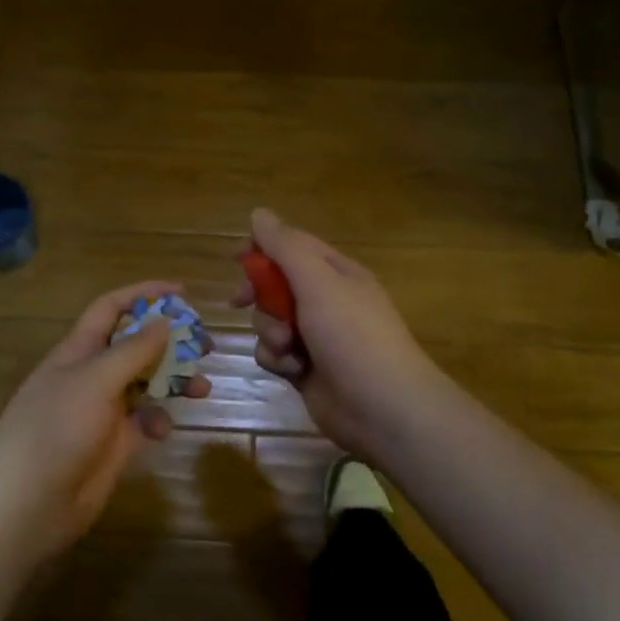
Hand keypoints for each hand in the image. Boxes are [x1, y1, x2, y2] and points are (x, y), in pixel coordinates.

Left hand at [0, 281, 211, 563]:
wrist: (27, 503)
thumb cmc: (56, 428)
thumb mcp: (95, 380)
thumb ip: (133, 350)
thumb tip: (164, 322)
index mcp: (79, 350)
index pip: (111, 308)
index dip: (143, 294)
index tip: (181, 292)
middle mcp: (92, 375)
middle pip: (136, 345)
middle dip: (170, 342)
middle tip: (205, 346)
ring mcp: (103, 411)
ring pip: (146, 384)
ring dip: (174, 382)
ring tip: (202, 388)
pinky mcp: (114, 445)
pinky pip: (145, 422)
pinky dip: (158, 421)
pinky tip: (162, 430)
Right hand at [232, 208, 447, 464]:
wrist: (382, 407)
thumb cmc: (352, 335)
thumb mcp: (318, 282)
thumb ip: (285, 247)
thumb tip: (259, 213)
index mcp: (336, 273)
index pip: (292, 246)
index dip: (262, 249)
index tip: (237, 259)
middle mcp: (325, 300)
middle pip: (275, 284)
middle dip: (260, 295)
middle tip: (241, 301)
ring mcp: (315, 336)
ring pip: (269, 321)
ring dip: (270, 331)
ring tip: (287, 347)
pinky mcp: (305, 368)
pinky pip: (274, 353)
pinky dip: (277, 359)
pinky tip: (292, 370)